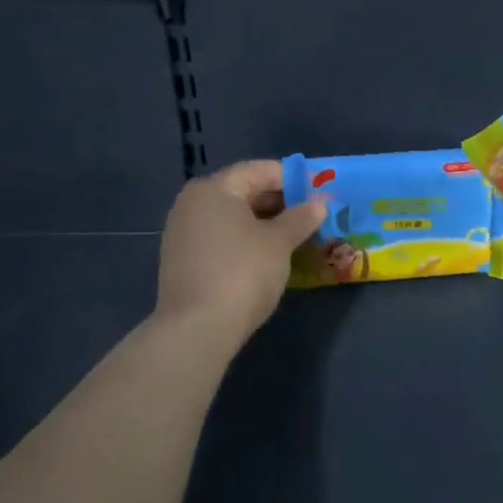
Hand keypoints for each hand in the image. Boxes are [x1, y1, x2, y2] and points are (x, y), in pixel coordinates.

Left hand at [156, 161, 326, 348]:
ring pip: (233, 217)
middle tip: (311, 215)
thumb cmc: (242, 273)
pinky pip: (221, 238)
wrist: (196, 331)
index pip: (259, 170)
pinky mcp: (183, 261)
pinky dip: (245, 240)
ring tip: (295, 236)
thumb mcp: (279, 242)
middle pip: (244, 191)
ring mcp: (183, 233)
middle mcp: (192, 203)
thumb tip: (319, 203)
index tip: (319, 192)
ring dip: (264, 223)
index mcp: (213, 188)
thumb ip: (301, 218)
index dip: (292, 179)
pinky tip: (268, 256)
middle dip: (280, 202)